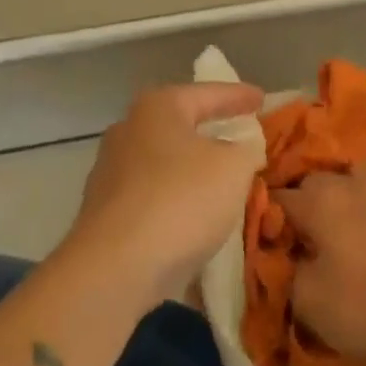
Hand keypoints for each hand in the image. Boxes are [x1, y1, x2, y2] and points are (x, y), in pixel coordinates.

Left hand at [63, 83, 264, 308]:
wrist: (113, 271)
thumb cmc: (180, 201)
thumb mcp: (234, 169)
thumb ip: (246, 150)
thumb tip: (243, 150)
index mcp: (158, 107)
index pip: (209, 93)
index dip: (239, 96)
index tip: (262, 99)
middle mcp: (128, 130)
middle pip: (180, 125)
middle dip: (211, 131)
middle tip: (240, 136)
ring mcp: (109, 173)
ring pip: (164, 163)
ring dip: (192, 171)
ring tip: (222, 182)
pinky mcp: (102, 214)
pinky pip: (151, 197)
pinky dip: (175, 201)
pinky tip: (194, 220)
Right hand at [276, 165, 365, 365]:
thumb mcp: (310, 303)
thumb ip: (292, 273)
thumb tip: (292, 258)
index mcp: (320, 204)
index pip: (282, 199)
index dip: (270, 215)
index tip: (266, 234)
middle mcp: (354, 185)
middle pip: (320, 180)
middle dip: (308, 197)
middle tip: (305, 229)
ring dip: (355, 184)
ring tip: (350, 207)